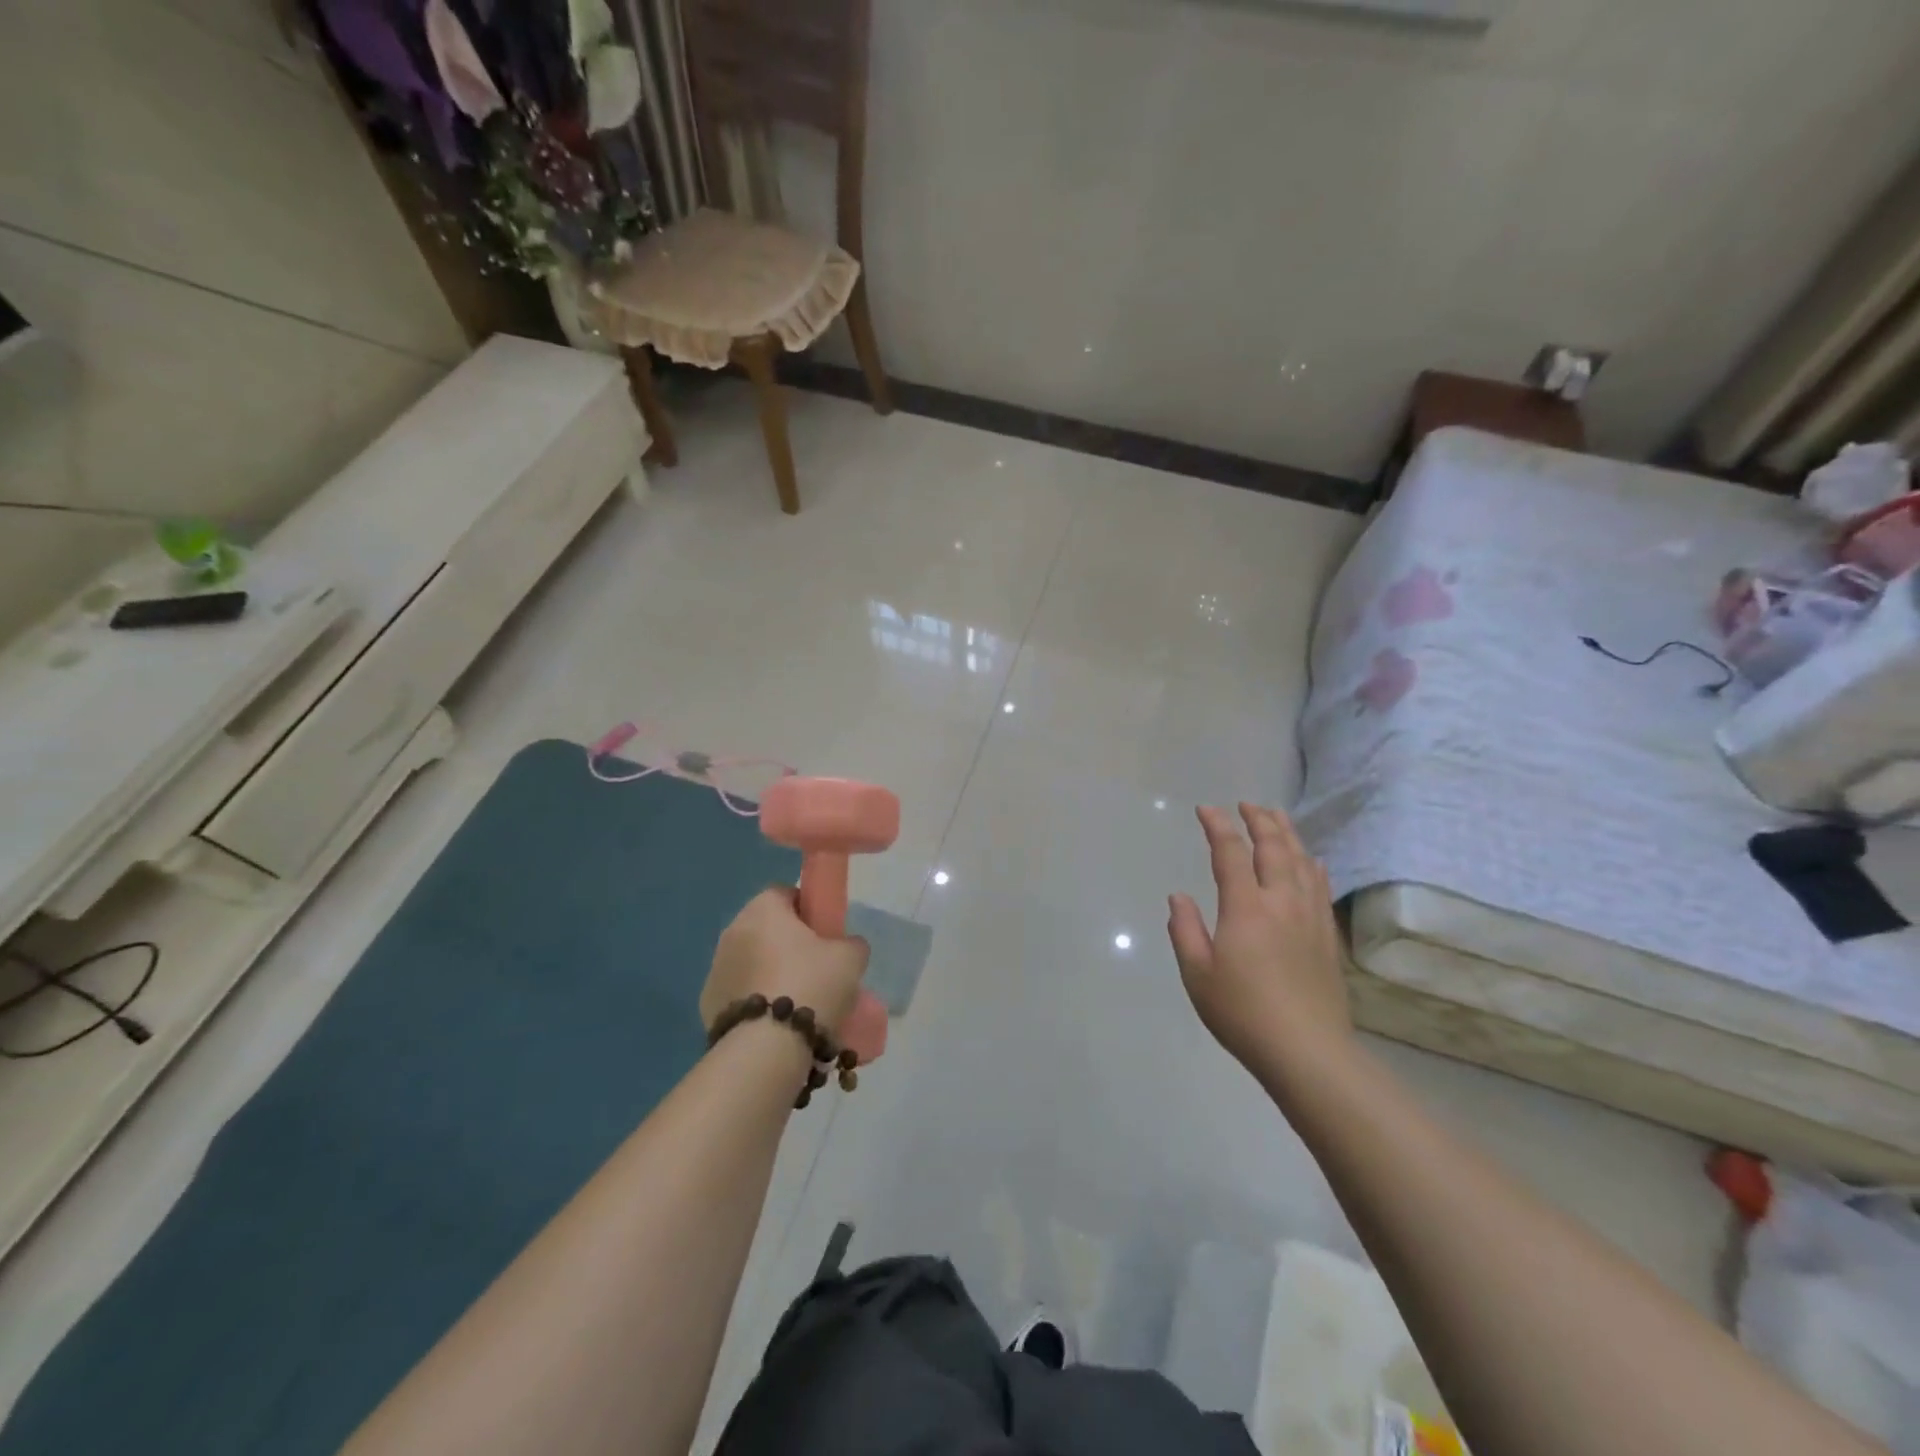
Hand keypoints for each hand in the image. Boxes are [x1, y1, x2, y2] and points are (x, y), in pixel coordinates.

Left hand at [701, 889, 870, 1037]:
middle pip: (766, 928)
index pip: (785, 893)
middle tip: (816, 969)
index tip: (825, 934)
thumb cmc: (811, 986)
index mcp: (763, 909)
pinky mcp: (707, 1005)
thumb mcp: (851, 958)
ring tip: (798, 1002)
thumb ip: (851, 943)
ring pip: (750, 961)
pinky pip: (739, 993)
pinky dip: (755, 1001)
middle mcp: (732, 931)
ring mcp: (715, 969)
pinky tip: (776, 1023)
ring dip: (769, 973)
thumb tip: (845, 946)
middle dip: (787, 944)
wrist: (767, 1048)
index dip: (808, 909)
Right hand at [1168, 804, 1350, 1072]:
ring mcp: (1310, 917)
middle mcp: (1281, 902)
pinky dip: (1312, 864)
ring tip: (1277, 816)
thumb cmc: (1243, 1013)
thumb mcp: (1197, 974)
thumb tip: (1179, 897)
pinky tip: (1311, 860)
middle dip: (1259, 820)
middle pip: (1274, 847)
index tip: (1206, 809)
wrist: (1308, 1051)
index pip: (1231, 853)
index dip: (1218, 826)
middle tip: (1247, 804)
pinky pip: (1321, 886)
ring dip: (1288, 834)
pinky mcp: (1327, 936)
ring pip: (1302, 861)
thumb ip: (1185, 930)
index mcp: (1246, 907)